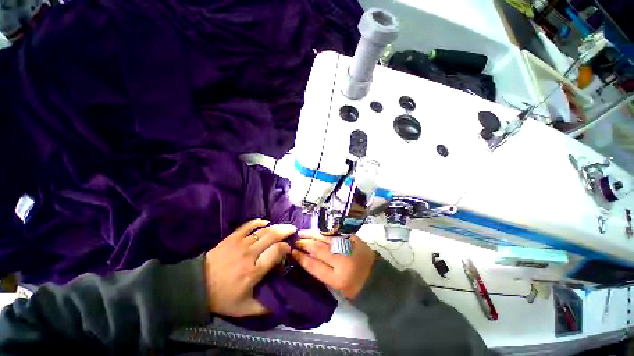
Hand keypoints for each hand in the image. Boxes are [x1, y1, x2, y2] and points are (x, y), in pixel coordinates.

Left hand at [205, 219, 295, 316]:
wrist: (196, 286)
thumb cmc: (223, 297)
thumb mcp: (245, 309)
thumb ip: (265, 307)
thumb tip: (283, 303)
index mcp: (254, 271)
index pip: (277, 252)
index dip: (286, 247)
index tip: (289, 249)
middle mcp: (250, 254)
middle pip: (272, 236)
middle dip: (285, 231)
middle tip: (293, 230)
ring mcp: (240, 243)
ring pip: (264, 230)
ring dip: (276, 226)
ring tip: (284, 227)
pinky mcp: (232, 237)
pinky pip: (249, 225)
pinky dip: (259, 222)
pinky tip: (266, 223)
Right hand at [292, 231, 375, 299]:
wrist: (376, 277)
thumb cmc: (354, 286)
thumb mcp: (336, 285)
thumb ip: (322, 271)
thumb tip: (306, 256)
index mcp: (338, 278)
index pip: (314, 266)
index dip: (302, 258)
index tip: (293, 252)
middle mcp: (342, 261)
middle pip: (318, 249)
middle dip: (305, 244)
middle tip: (296, 241)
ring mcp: (348, 246)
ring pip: (325, 238)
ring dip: (312, 234)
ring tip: (302, 232)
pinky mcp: (353, 238)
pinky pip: (335, 232)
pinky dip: (324, 231)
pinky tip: (317, 230)